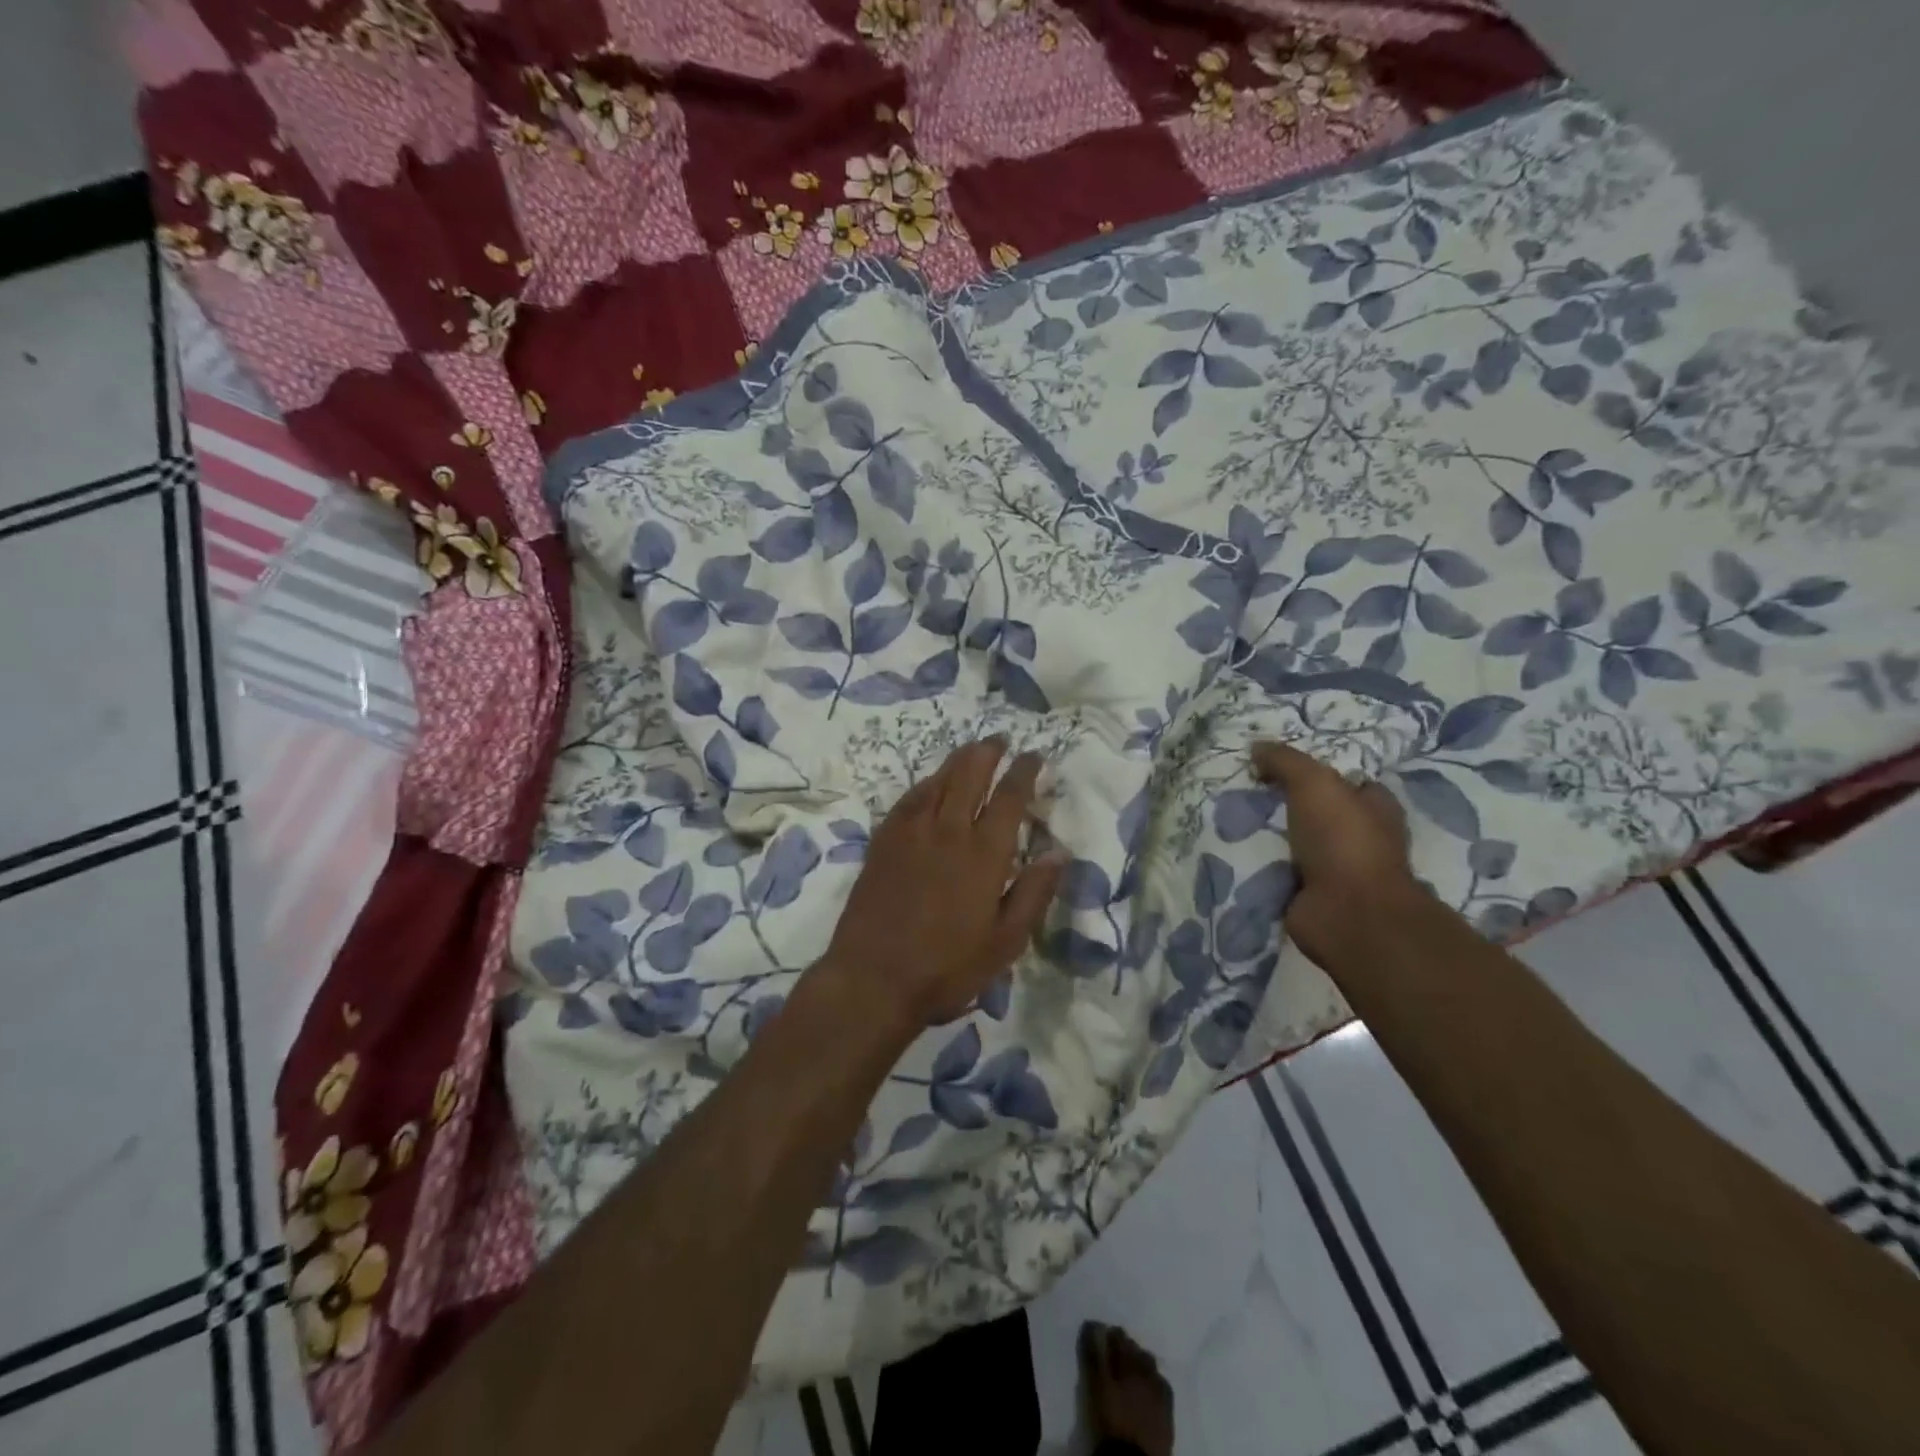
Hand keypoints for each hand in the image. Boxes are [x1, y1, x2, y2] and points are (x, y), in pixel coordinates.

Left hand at [821, 738, 1061, 1029]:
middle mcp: (948, 831)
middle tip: (1000, 740)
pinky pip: (908, 799)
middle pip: (969, 776)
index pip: (1009, 797)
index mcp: (984, 853)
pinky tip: (929, 783)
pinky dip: (925, 784)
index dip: (1024, 771)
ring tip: (971, 749)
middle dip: (988, 753)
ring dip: (957, 761)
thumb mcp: (1006, 941)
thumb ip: (1034, 893)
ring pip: (937, 781)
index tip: (1034, 755)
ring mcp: (911, 833)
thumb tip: (1060, 852)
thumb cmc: (948, 966)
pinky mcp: (883, 842)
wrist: (874, 978)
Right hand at [1251, 741, 1424, 968]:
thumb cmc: (1343, 840)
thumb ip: (1285, 761)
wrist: (1346, 913)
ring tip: (1230, 818)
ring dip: (1270, 836)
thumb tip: (1256, 747)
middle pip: (1317, 812)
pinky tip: (1232, 851)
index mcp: (1375, 808)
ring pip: (1296, 843)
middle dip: (1285, 803)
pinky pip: (1279, 872)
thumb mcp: (1314, 783)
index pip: (1347, 781)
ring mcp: (1337, 871)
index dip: (1316, 770)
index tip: (1276, 765)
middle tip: (1245, 790)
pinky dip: (1261, 865)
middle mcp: (1360, 838)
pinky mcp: (1312, 896)